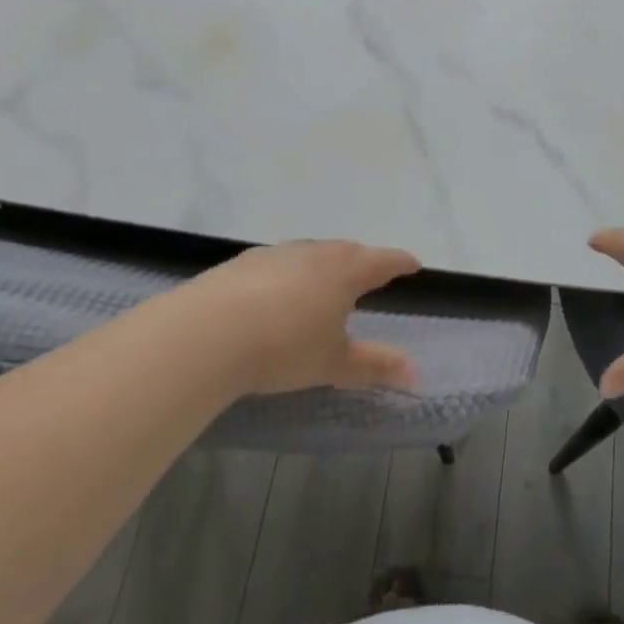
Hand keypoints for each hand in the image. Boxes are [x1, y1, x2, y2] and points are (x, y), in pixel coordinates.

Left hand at [169, 240, 421, 395]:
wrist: (208, 333)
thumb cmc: (285, 346)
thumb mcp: (334, 363)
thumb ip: (375, 366)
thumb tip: (415, 373)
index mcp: (345, 271)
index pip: (383, 261)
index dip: (400, 262)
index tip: (413, 264)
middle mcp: (314, 253)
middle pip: (347, 250)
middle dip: (362, 260)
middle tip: (370, 272)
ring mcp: (275, 255)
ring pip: (309, 254)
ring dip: (322, 265)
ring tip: (324, 283)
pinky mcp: (241, 264)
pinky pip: (277, 265)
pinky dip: (287, 275)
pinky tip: (276, 295)